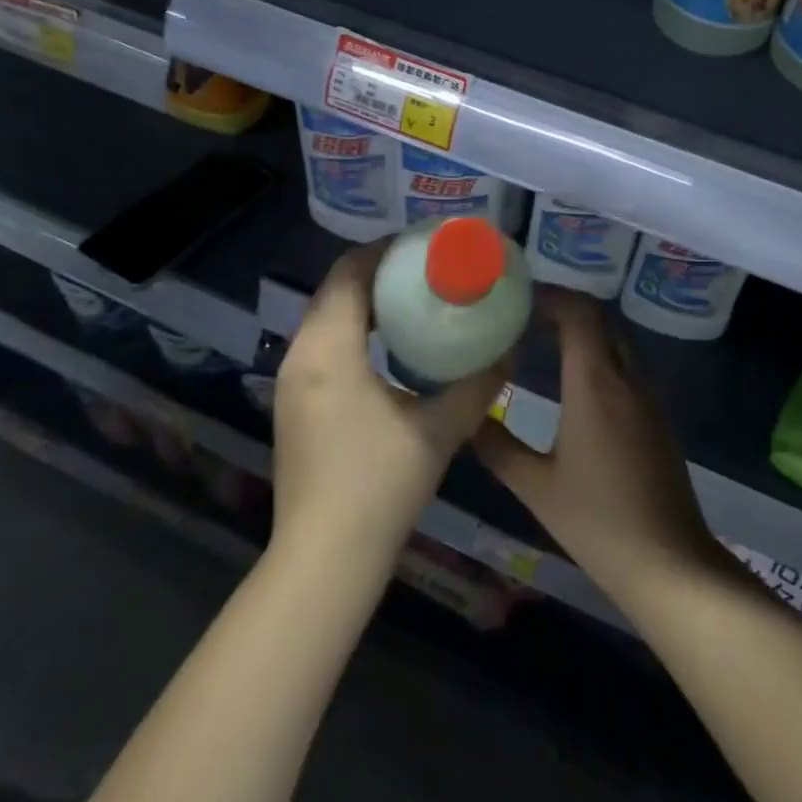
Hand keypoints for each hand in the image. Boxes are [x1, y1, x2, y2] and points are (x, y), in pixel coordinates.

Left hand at [271, 244, 504, 566]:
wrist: (324, 559)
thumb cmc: (379, 486)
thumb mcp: (439, 429)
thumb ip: (478, 384)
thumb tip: (510, 350)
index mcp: (328, 350)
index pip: (349, 272)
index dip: (386, 249)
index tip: (426, 243)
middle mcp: (299, 356)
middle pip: (335, 290)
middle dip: (379, 272)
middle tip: (428, 268)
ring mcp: (290, 382)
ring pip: (326, 318)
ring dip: (365, 301)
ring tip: (414, 299)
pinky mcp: (293, 405)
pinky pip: (322, 345)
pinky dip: (353, 330)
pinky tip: (390, 347)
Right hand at [476, 290, 720, 604]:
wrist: (668, 562)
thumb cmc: (597, 523)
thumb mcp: (536, 487)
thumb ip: (497, 446)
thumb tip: (468, 418)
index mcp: (595, 384)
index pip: (579, 313)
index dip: (551, 296)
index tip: (518, 300)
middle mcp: (626, 378)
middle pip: (600, 318)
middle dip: (564, 307)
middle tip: (525, 317)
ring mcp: (648, 395)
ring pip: (617, 339)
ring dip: (584, 330)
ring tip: (543, 340)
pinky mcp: (658, 415)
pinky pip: (627, 363)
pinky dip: (600, 353)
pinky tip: (575, 379)